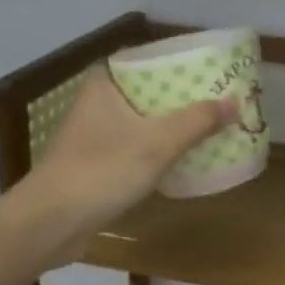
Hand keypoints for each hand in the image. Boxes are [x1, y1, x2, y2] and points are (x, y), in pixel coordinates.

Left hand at [33, 68, 235, 242]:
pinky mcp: (95, 165)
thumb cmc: (102, 171)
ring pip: (142, 121)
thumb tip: (235, 103)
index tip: (209, 68)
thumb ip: (198, 121)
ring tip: (209, 125)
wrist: (49, 224)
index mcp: (104, 84)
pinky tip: (183, 158)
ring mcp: (94, 136)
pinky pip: (135, 148)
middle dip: (182, 96)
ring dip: (172, 125)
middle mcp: (97, 103)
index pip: (145, 59)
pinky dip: (158, 150)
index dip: (177, 62)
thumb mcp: (158, 143)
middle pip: (148, 91)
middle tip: (219, 98)